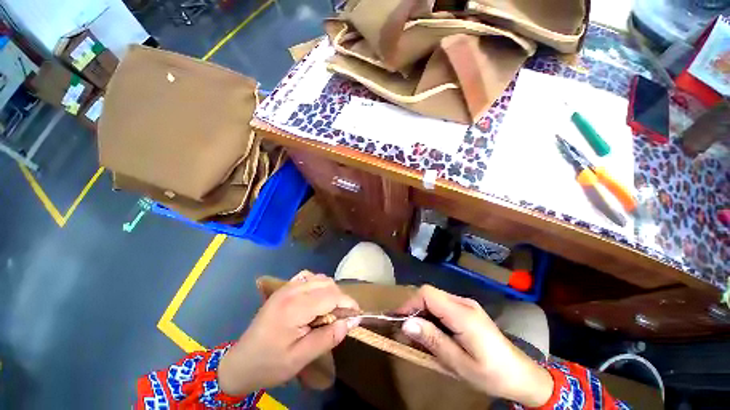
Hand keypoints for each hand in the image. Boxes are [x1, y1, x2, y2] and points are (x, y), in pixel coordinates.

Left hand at [218, 271, 359, 395]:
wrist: (241, 362)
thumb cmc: (270, 364)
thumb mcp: (301, 358)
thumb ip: (328, 338)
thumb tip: (350, 322)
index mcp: (294, 308)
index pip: (331, 295)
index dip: (347, 303)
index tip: (356, 315)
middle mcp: (291, 291)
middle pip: (327, 283)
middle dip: (340, 298)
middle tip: (342, 317)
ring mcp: (286, 287)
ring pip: (319, 278)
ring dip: (330, 291)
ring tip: (330, 310)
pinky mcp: (284, 288)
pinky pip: (308, 277)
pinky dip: (319, 285)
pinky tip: (317, 300)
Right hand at [397, 285, 552, 406]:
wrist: (522, 375)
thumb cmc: (491, 373)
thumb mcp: (459, 363)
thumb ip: (432, 340)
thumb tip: (406, 323)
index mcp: (462, 314)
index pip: (427, 294)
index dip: (409, 303)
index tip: (396, 318)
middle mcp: (463, 302)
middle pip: (429, 293)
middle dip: (413, 308)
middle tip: (404, 329)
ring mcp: (466, 304)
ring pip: (434, 298)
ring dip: (421, 312)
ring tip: (416, 334)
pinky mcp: (467, 310)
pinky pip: (442, 305)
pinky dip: (431, 315)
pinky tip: (432, 332)